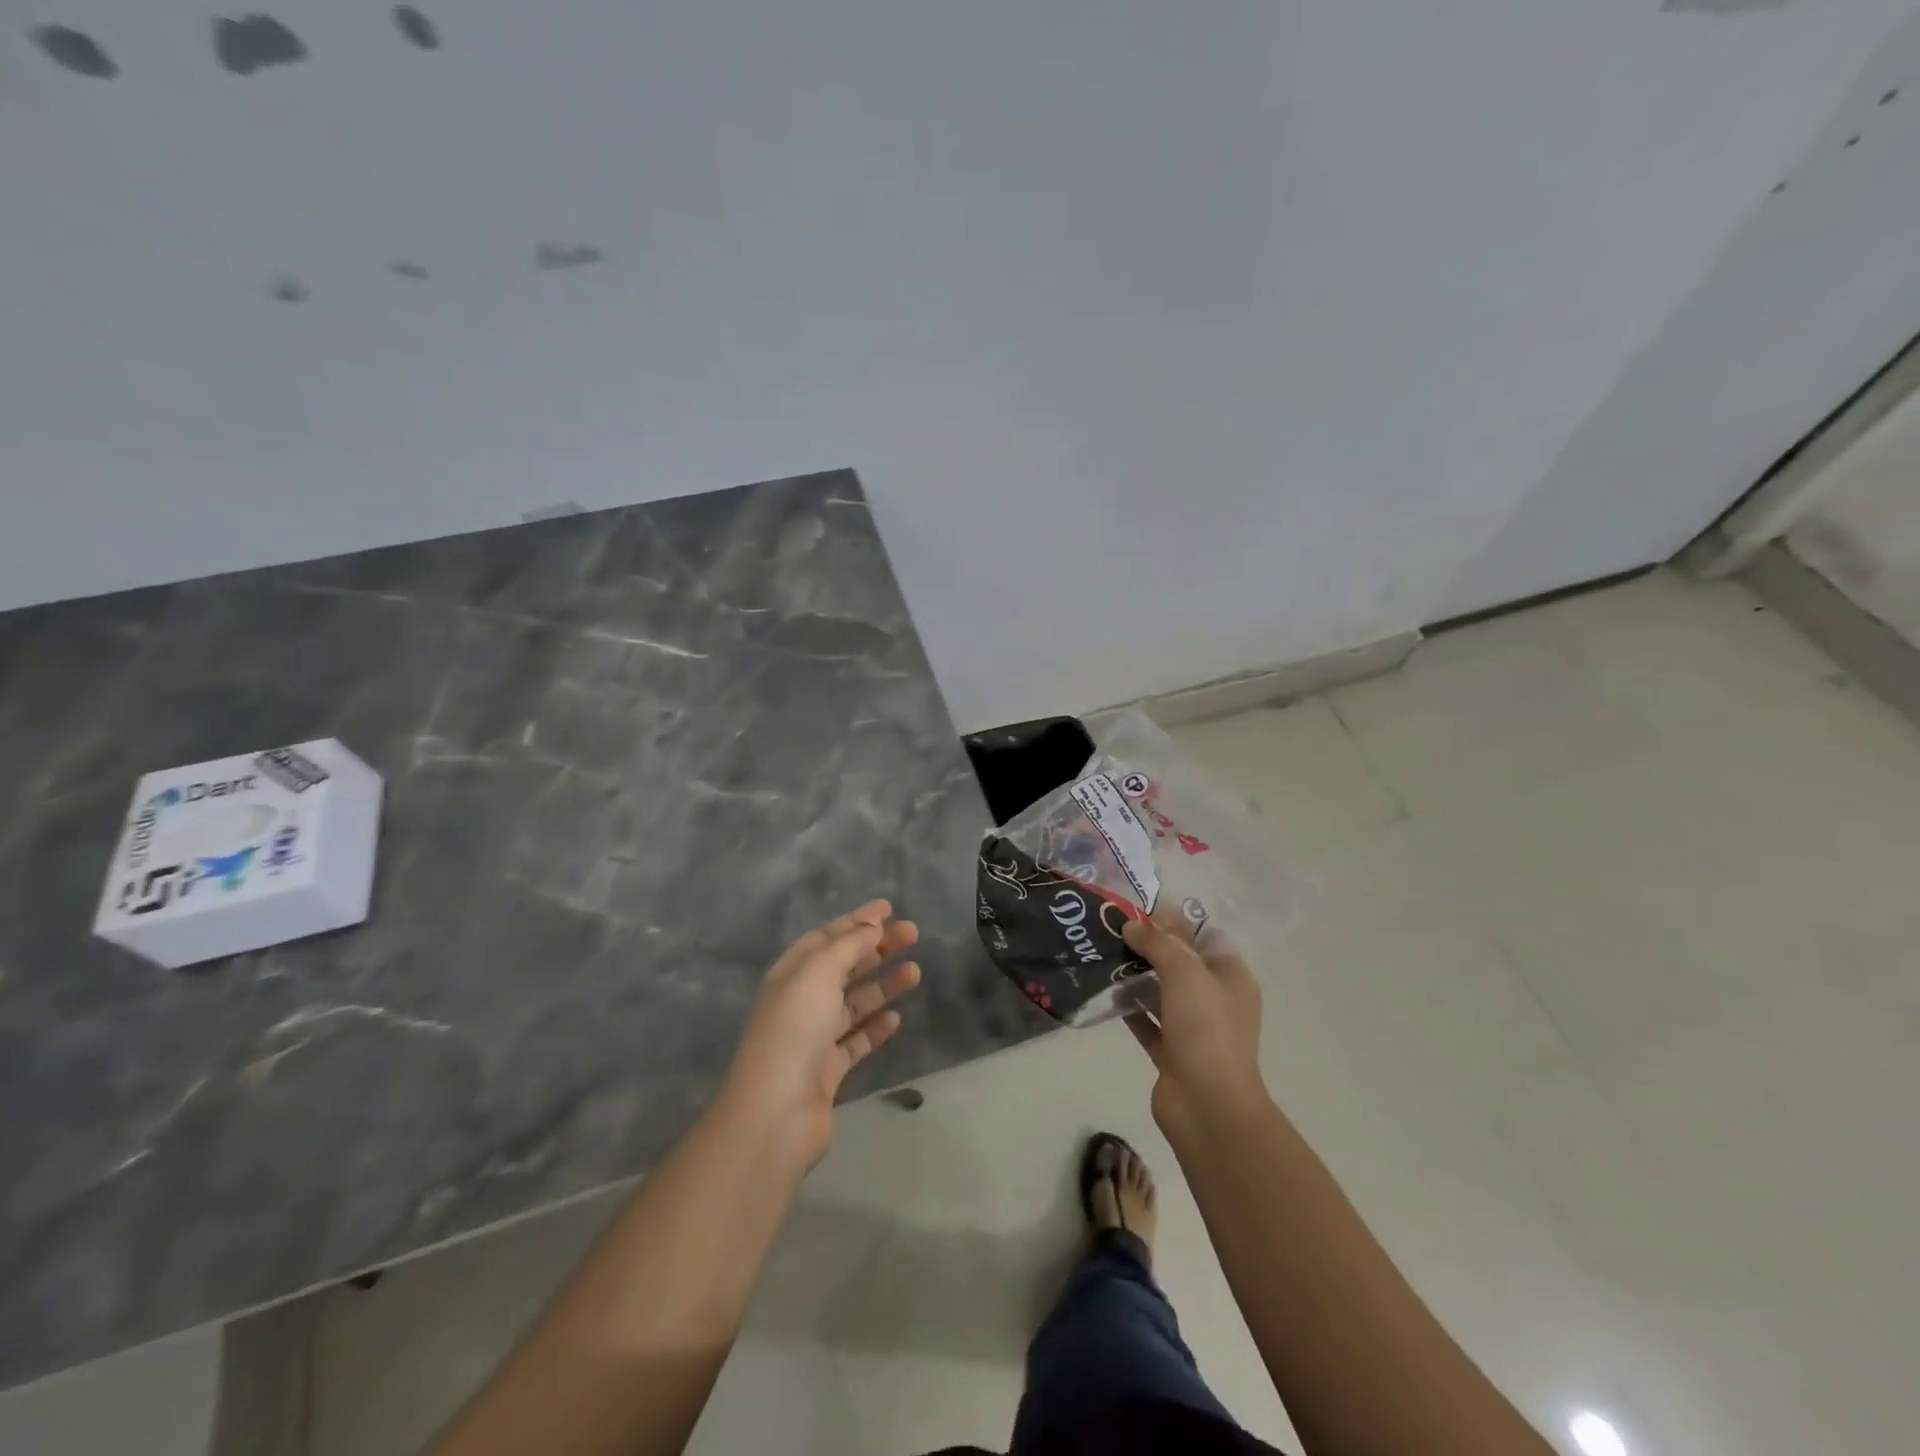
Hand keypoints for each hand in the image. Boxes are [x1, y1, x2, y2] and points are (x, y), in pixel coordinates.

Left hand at [722, 900, 920, 1170]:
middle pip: (844, 966)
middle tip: (912, 933)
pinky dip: (876, 1026)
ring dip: (883, 984)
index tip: (888, 908)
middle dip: (877, 947)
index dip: (856, 921)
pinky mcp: (828, 1069)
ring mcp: (814, 1037)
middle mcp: (801, 1001)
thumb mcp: (818, 973)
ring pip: (854, 1002)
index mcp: (791, 973)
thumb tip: (872, 926)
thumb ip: (847, 946)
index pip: (827, 937)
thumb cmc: (795, 1029)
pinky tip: (896, 1017)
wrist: (777, 1111)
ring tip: (916, 972)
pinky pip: (856, 1040)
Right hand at [1122, 910, 1266, 1134]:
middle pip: (1180, 963)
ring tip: (1102, 955)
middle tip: (1112, 931)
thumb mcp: (1184, 972)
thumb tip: (1132, 927)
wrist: (1208, 1106)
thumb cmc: (1206, 1029)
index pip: (1204, 937)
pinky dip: (1129, 1008)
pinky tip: (1104, 992)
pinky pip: (1147, 1022)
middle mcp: (1215, 1000)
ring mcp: (1194, 1029)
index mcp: (1231, 977)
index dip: (1174, 921)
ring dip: (1136, 976)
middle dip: (1149, 947)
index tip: (1139, 912)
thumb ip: (1158, 944)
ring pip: (1162, 993)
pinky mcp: (1172, 1053)